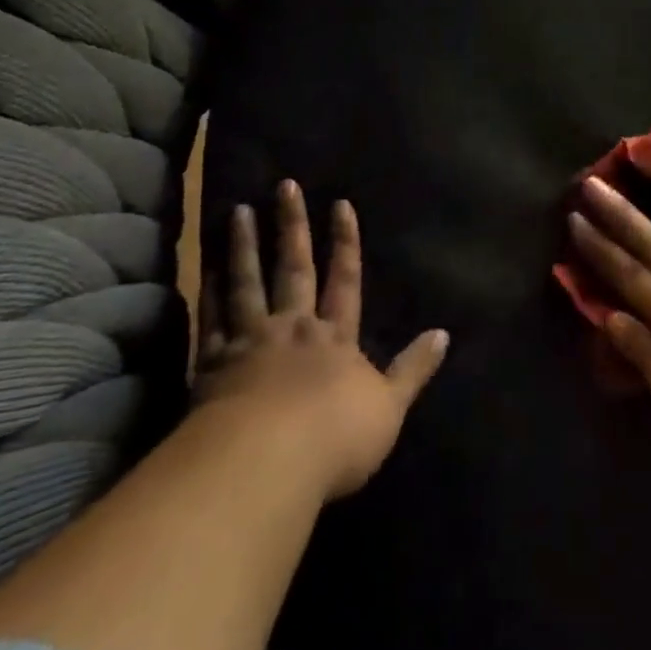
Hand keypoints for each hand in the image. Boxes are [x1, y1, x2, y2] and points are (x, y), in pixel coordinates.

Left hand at [202, 181, 448, 499]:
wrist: (268, 462)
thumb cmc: (336, 438)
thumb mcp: (390, 407)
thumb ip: (414, 369)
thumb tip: (444, 333)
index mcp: (335, 338)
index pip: (345, 280)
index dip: (345, 243)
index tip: (340, 205)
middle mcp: (293, 328)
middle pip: (294, 269)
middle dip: (292, 227)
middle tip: (285, 186)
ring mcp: (250, 342)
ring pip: (247, 283)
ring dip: (243, 246)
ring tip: (238, 211)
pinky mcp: (213, 363)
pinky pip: (211, 319)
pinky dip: (209, 292)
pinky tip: (206, 268)